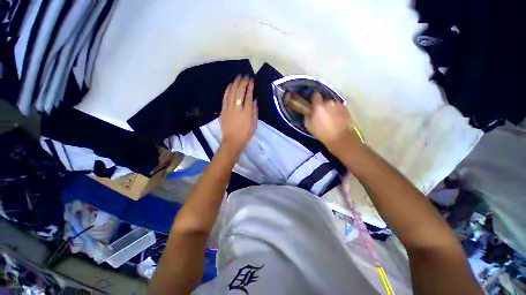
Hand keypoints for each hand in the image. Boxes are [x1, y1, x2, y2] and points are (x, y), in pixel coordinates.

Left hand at [219, 75, 257, 152]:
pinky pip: (225, 98)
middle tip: (245, 76)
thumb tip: (255, 100)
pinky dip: (227, 90)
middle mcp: (238, 109)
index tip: (251, 80)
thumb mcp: (254, 124)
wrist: (232, 141)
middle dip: (243, 83)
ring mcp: (229, 109)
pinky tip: (230, 85)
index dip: (250, 87)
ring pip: (231, 93)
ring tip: (238, 77)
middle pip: (239, 92)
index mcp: (247, 113)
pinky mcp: (223, 110)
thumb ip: (255, 112)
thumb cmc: (245, 134)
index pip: (248, 97)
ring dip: (235, 84)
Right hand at [304, 91, 359, 149]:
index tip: (313, 102)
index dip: (313, 98)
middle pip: (324, 100)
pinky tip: (337, 119)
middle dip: (322, 105)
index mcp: (318, 106)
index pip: (315, 95)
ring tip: (330, 118)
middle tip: (321, 114)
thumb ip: (308, 116)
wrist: (339, 138)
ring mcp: (338, 105)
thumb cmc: (322, 133)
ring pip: (332, 104)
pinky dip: (337, 111)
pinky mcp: (345, 108)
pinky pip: (338, 107)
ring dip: (330, 108)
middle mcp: (329, 102)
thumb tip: (309, 112)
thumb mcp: (309, 126)